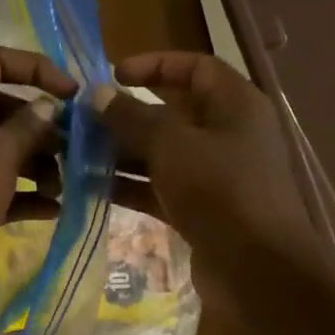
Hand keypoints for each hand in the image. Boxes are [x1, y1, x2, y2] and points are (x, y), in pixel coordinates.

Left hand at [0, 47, 75, 325]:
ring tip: (67, 182)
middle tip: (76, 142)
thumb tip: (48, 106)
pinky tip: (56, 209)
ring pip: (4, 154)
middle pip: (1, 110)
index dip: (34, 68)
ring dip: (38, 164)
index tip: (72, 92)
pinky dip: (27, 197)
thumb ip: (26, 126)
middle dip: (40, 124)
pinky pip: (2, 192)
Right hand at [95, 51, 319, 273]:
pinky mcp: (201, 210)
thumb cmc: (220, 192)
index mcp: (236, 105)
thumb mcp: (173, 147)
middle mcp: (228, 135)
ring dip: (123, 154)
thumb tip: (99, 95)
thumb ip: (134, 118)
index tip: (113, 74)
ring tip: (78, 154)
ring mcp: (215, 176)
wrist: (256, 269)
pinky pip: (161, 189)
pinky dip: (131, 186)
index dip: (155, 65)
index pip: (195, 68)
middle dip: (128, 117)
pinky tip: (92, 187)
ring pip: (163, 155)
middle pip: (173, 114)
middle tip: (83, 121)